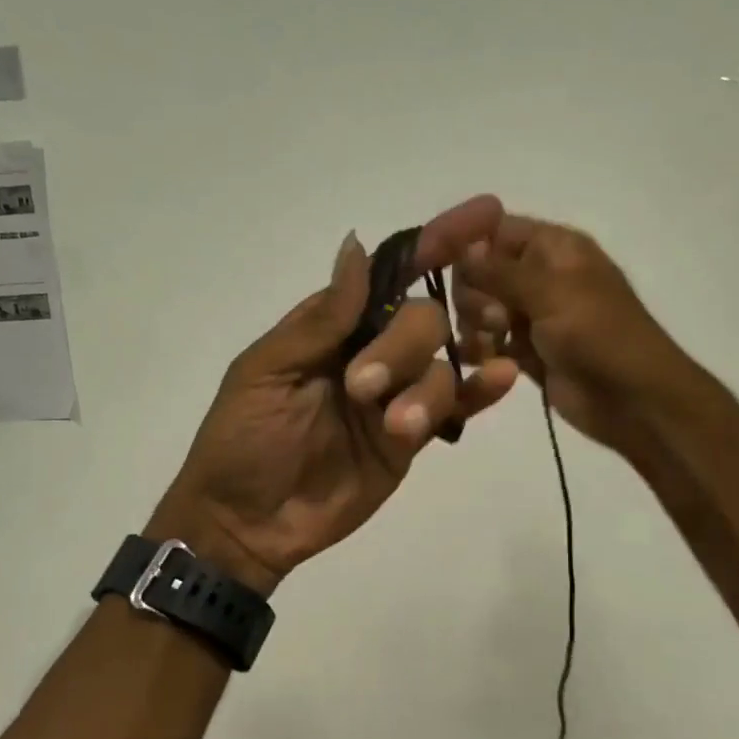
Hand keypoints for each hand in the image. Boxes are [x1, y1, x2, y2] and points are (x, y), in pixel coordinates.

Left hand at [152, 197, 522, 594]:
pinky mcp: (411, 440)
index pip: (388, 275)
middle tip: (361, 388)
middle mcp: (370, 353)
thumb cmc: (240, 440)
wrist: (245, 522)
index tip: (481, 216)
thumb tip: (357, 245)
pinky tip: (498, 378)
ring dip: (423, 386)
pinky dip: (479, 392)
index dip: (433, 244)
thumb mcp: (266, 372)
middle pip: (421, 318)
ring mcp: (395, 397)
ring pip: (440, 364)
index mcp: (332, 328)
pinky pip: (452, 407)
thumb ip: (320, 319)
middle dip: (401, 344)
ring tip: (394, 426)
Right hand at [452, 214, 687, 455]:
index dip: (462, 239)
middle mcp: (539, 275)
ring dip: (478, 326)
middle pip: (478, 270)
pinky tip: (490, 361)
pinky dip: (484, 350)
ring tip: (497, 344)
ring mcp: (532, 315)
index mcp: (554, 248)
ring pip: (478, 308)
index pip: (494, 228)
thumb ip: (500, 270)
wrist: (633, 400)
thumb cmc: (600, 336)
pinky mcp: (526, 351)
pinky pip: (488, 342)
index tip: (429, 259)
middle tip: (499, 318)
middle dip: (476, 294)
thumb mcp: (552, 292)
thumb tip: (462, 248)